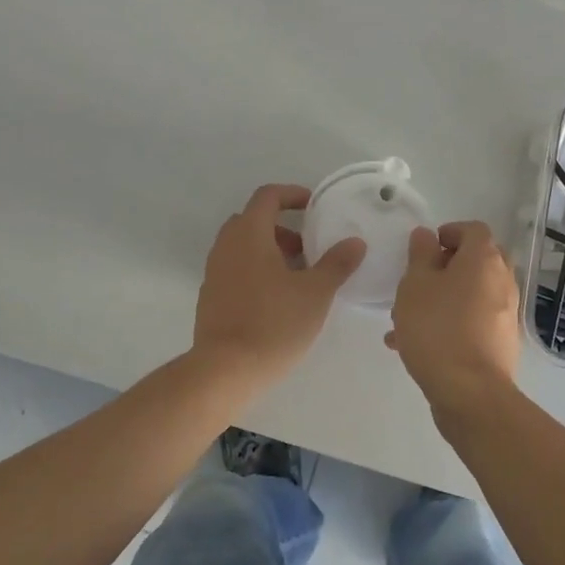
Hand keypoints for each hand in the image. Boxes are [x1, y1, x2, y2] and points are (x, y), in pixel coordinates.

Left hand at [193, 184, 364, 388]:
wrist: (225, 370)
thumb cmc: (273, 323)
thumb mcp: (315, 293)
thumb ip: (336, 264)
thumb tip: (355, 242)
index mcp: (249, 233)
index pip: (267, 196)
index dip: (292, 194)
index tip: (313, 206)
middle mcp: (226, 245)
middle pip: (253, 220)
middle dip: (282, 228)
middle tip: (307, 249)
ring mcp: (214, 272)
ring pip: (243, 246)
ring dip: (269, 251)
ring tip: (297, 278)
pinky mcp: (209, 297)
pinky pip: (234, 269)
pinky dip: (255, 271)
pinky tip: (275, 301)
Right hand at [386, 221, 522, 418]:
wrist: (470, 394)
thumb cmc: (438, 328)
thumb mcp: (415, 284)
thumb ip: (420, 254)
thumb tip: (427, 235)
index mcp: (484, 259)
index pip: (473, 229)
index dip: (448, 232)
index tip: (425, 248)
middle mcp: (502, 281)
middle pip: (475, 261)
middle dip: (444, 268)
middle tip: (417, 282)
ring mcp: (505, 314)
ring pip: (470, 294)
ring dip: (442, 299)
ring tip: (404, 320)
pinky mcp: (501, 343)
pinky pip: (472, 321)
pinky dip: (449, 323)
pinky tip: (415, 346)